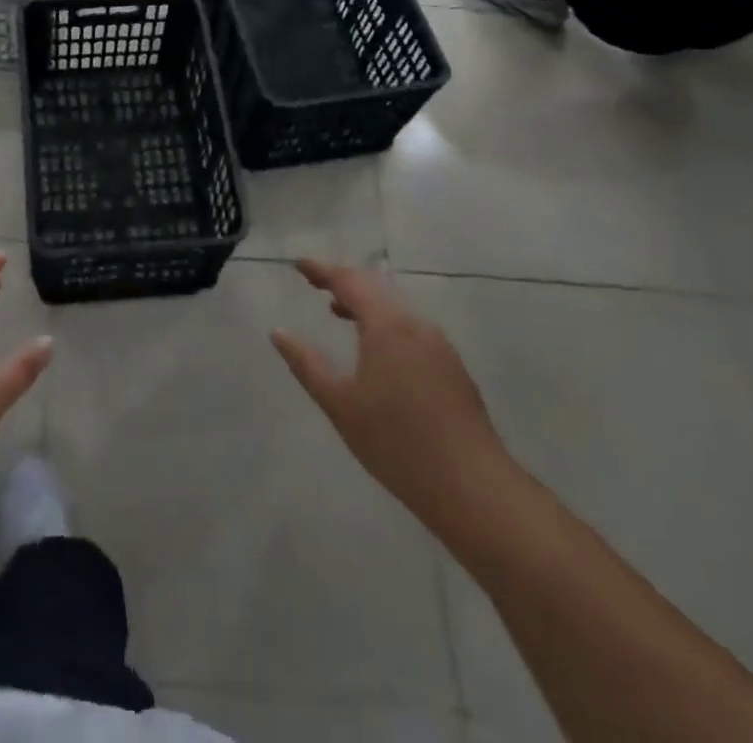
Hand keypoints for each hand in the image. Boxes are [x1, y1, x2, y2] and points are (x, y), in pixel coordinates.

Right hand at [272, 259, 510, 530]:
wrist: (475, 489)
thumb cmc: (397, 443)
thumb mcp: (340, 404)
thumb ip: (306, 363)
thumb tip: (278, 332)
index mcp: (387, 325)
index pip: (349, 280)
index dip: (322, 269)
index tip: (298, 264)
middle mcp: (415, 324)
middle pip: (375, 286)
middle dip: (343, 280)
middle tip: (314, 282)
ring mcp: (438, 345)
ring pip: (395, 307)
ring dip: (365, 302)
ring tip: (337, 311)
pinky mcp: (451, 366)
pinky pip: (409, 326)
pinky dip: (384, 321)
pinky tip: (375, 347)